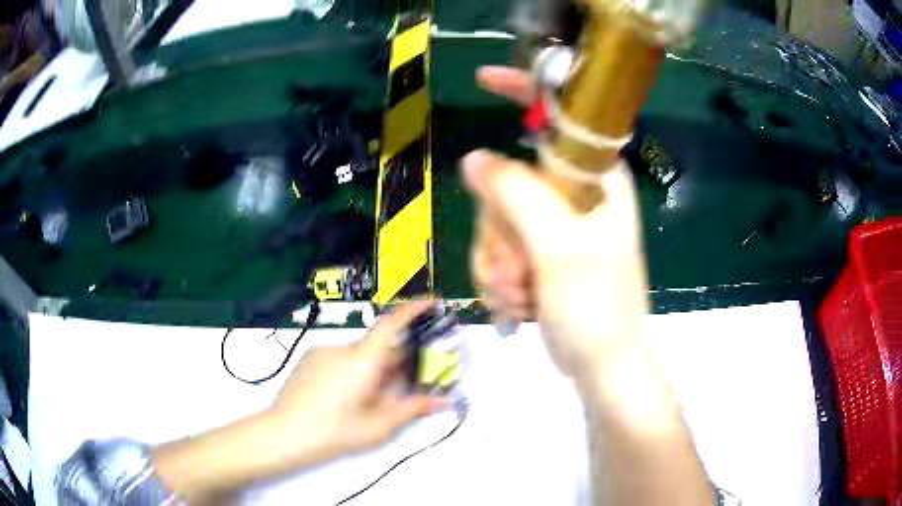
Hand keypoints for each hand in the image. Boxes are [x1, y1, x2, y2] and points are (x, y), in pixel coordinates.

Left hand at [152, 302, 445, 499]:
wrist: (283, 433)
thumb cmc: (334, 432)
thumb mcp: (379, 426)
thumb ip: (413, 409)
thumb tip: (445, 402)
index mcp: (362, 361)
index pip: (391, 324)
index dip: (413, 308)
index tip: (432, 301)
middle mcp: (342, 348)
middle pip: (378, 347)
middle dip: (395, 363)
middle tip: (404, 387)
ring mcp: (322, 351)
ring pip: (359, 355)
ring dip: (372, 371)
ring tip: (369, 402)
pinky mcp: (309, 359)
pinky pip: (340, 359)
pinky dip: (352, 371)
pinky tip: (344, 398)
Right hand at [467, 66, 649, 383]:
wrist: (603, 367)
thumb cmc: (597, 310)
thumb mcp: (559, 250)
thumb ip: (517, 197)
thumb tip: (474, 158)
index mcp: (597, 180)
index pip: (560, 119)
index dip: (524, 92)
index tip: (483, 79)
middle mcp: (575, 195)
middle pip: (507, 180)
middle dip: (499, 232)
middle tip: (520, 270)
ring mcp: (554, 225)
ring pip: (495, 220)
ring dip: (497, 263)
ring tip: (523, 295)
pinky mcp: (539, 252)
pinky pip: (497, 249)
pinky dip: (499, 279)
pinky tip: (519, 305)